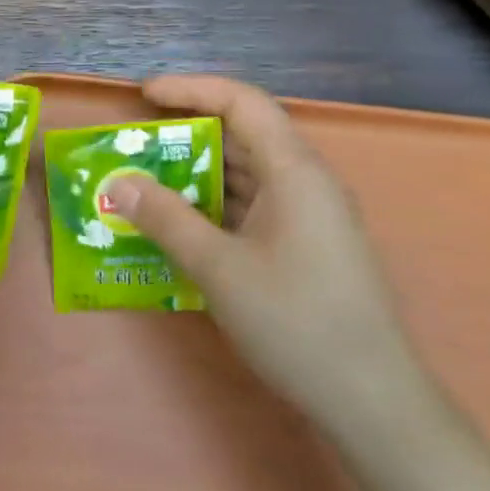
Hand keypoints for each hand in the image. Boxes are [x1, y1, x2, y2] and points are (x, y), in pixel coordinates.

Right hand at [105, 75, 423, 426]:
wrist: (371, 401)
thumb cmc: (296, 322)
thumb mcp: (219, 268)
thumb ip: (165, 219)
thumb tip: (117, 183)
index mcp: (295, 171)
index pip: (243, 103)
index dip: (191, 89)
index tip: (143, 96)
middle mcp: (306, 183)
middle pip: (243, 136)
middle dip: (186, 135)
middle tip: (134, 147)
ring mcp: (309, 217)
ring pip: (246, 175)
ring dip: (196, 175)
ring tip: (144, 185)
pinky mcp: (306, 246)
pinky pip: (252, 208)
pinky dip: (213, 208)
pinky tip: (179, 227)